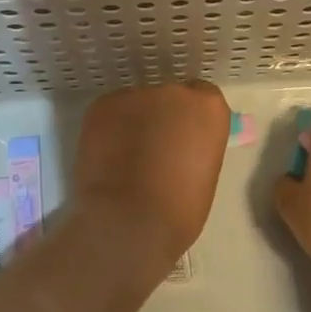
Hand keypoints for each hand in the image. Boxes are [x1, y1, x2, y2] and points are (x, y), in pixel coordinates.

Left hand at [70, 81, 230, 284]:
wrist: (129, 221)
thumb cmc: (180, 209)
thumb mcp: (206, 171)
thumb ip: (195, 145)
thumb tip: (177, 146)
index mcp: (207, 107)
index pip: (202, 97)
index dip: (190, 119)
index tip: (183, 140)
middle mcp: (173, 91)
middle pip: (168, 98)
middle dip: (162, 118)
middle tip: (153, 151)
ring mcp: (135, 95)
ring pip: (136, 105)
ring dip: (134, 123)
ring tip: (125, 158)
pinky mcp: (103, 104)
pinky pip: (111, 113)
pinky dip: (110, 129)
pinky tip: (107, 157)